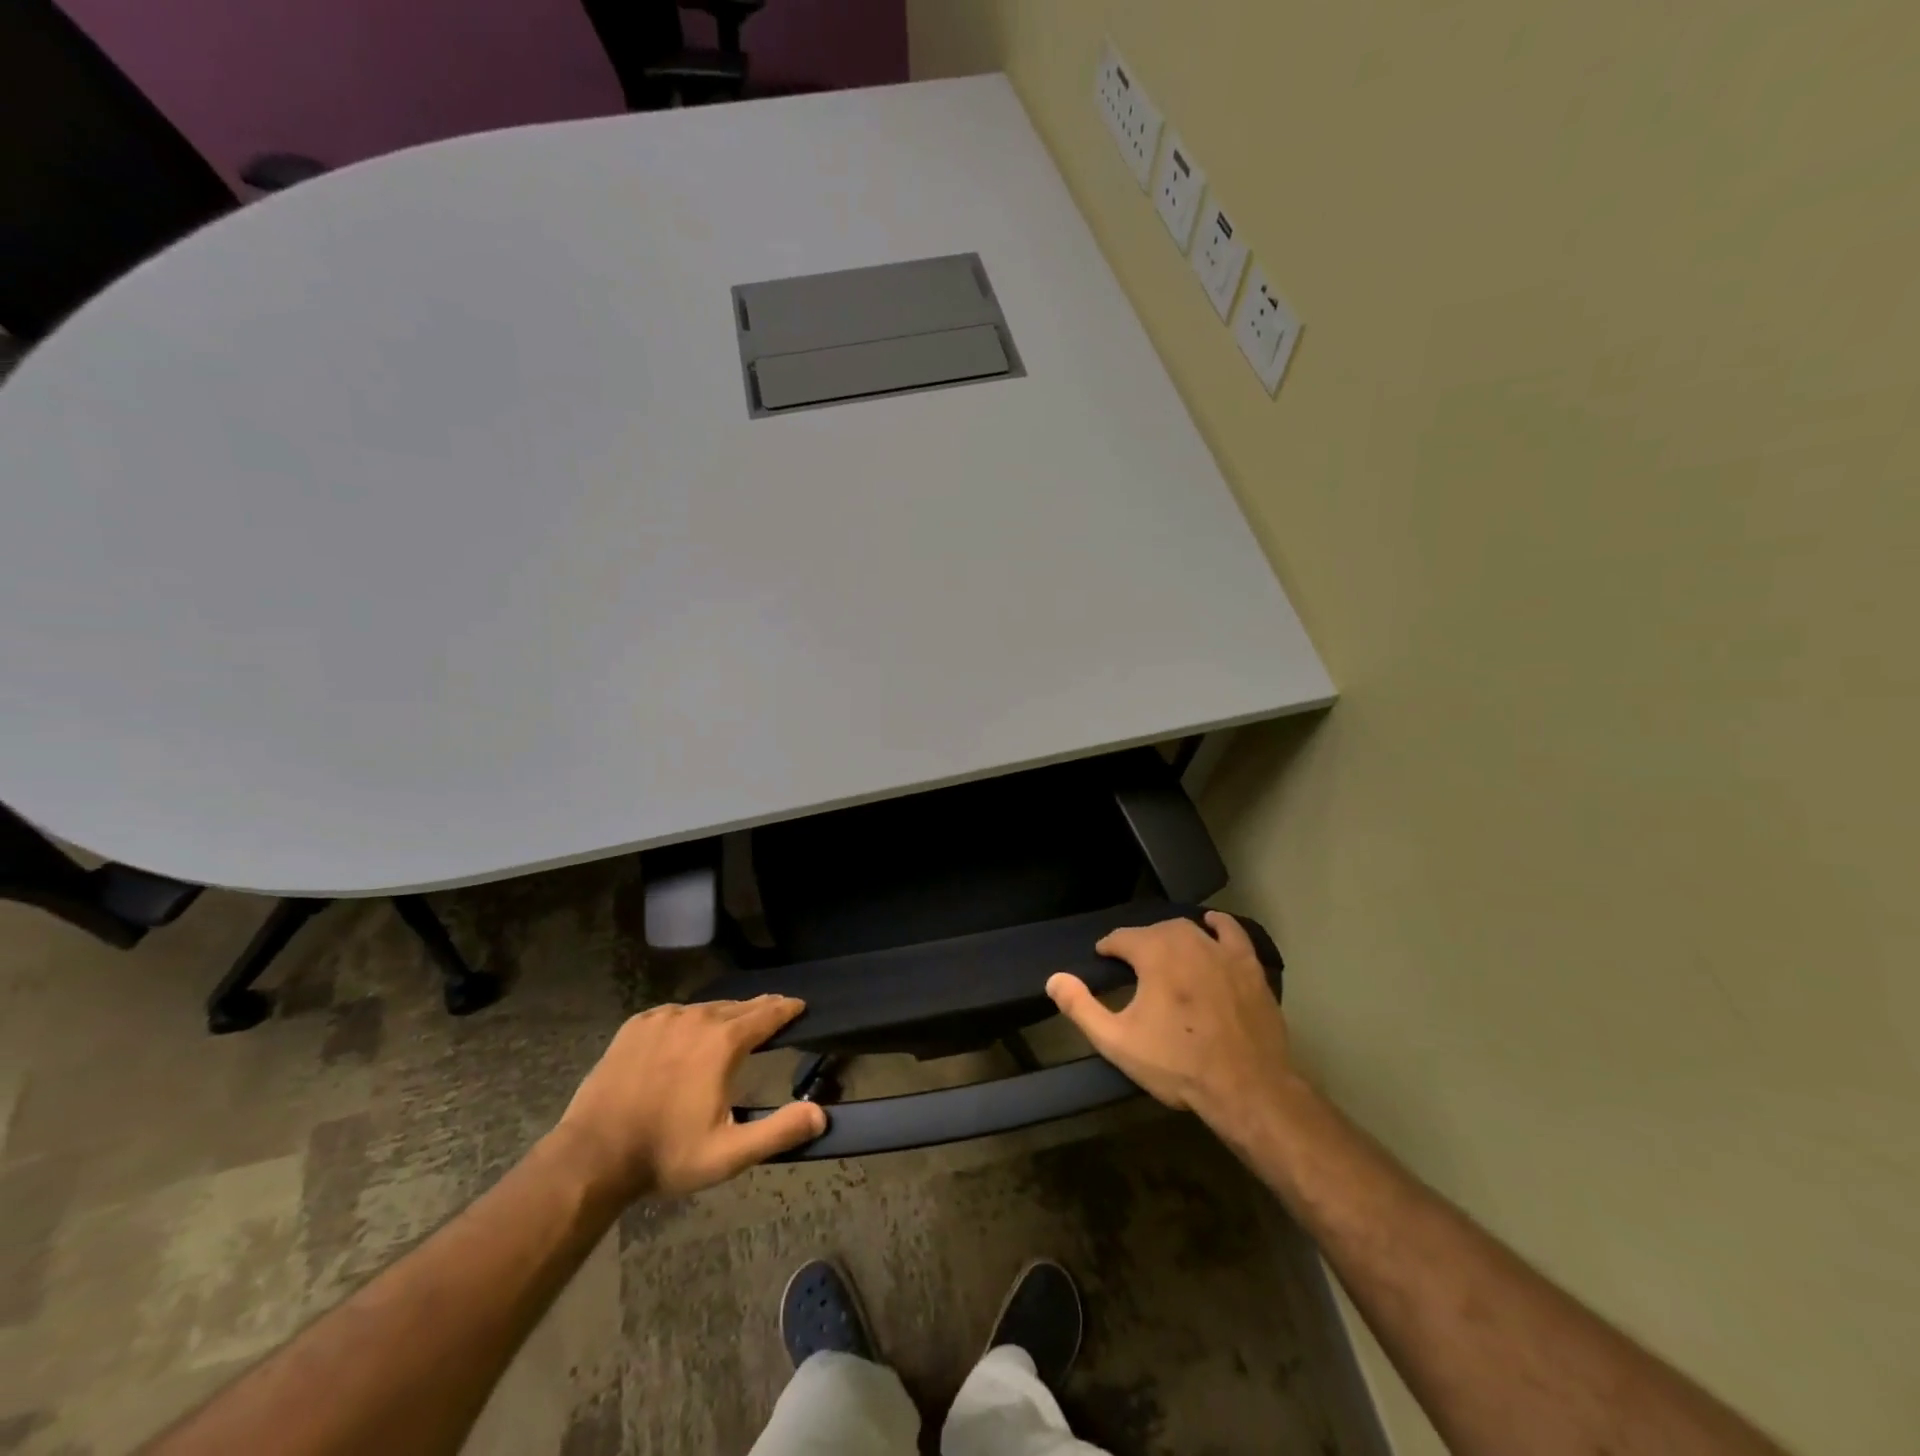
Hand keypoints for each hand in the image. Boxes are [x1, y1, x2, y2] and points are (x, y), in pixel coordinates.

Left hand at [554, 997, 826, 1201]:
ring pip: (705, 1008)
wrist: (592, 1156)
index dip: (787, 1008)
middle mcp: (697, 1018)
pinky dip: (691, 1019)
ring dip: (725, 1015)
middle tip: (774, 1011)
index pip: (767, 1014)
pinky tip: (690, 1032)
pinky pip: (675, 1014)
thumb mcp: (729, 1154)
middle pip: (738, 1006)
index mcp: (724, 1042)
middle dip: (759, 1009)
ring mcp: (663, 1018)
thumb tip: (820, 1114)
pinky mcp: (637, 1025)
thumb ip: (778, 1132)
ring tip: (734, 1024)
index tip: (799, 1005)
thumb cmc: (665, 1154)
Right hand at [1046, 912, 1297, 1138]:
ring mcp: (1222, 951)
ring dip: (1171, 937)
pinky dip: (1218, 925)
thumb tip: (1053, 979)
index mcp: (1154, 954)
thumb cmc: (1177, 1064)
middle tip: (1131, 966)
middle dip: (1138, 944)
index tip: (1102, 961)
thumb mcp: (1118, 1041)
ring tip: (1163, 955)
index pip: (1122, 937)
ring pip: (1188, 929)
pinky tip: (1211, 926)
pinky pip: (1231, 932)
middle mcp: (1187, 940)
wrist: (1246, 1088)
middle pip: (1154, 931)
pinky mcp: (1249, 966)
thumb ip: (1081, 1008)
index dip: (1108, 948)